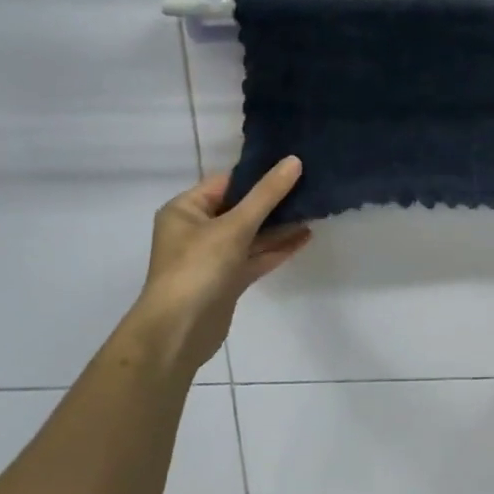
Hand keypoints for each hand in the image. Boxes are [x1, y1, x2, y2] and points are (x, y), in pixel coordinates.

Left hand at [119, 157, 311, 375]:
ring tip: (314, 211)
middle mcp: (196, 230)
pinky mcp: (227, 280)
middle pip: (240, 208)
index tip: (293, 166)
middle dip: (273, 201)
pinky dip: (277, 248)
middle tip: (309, 186)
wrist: (179, 332)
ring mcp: (212, 257)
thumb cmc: (198, 268)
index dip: (258, 175)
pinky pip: (255, 256)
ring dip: (279, 226)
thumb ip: (266, 195)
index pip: (226, 183)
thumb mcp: (234, 226)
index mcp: (186, 209)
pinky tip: (305, 238)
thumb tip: (294, 161)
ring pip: (251, 234)